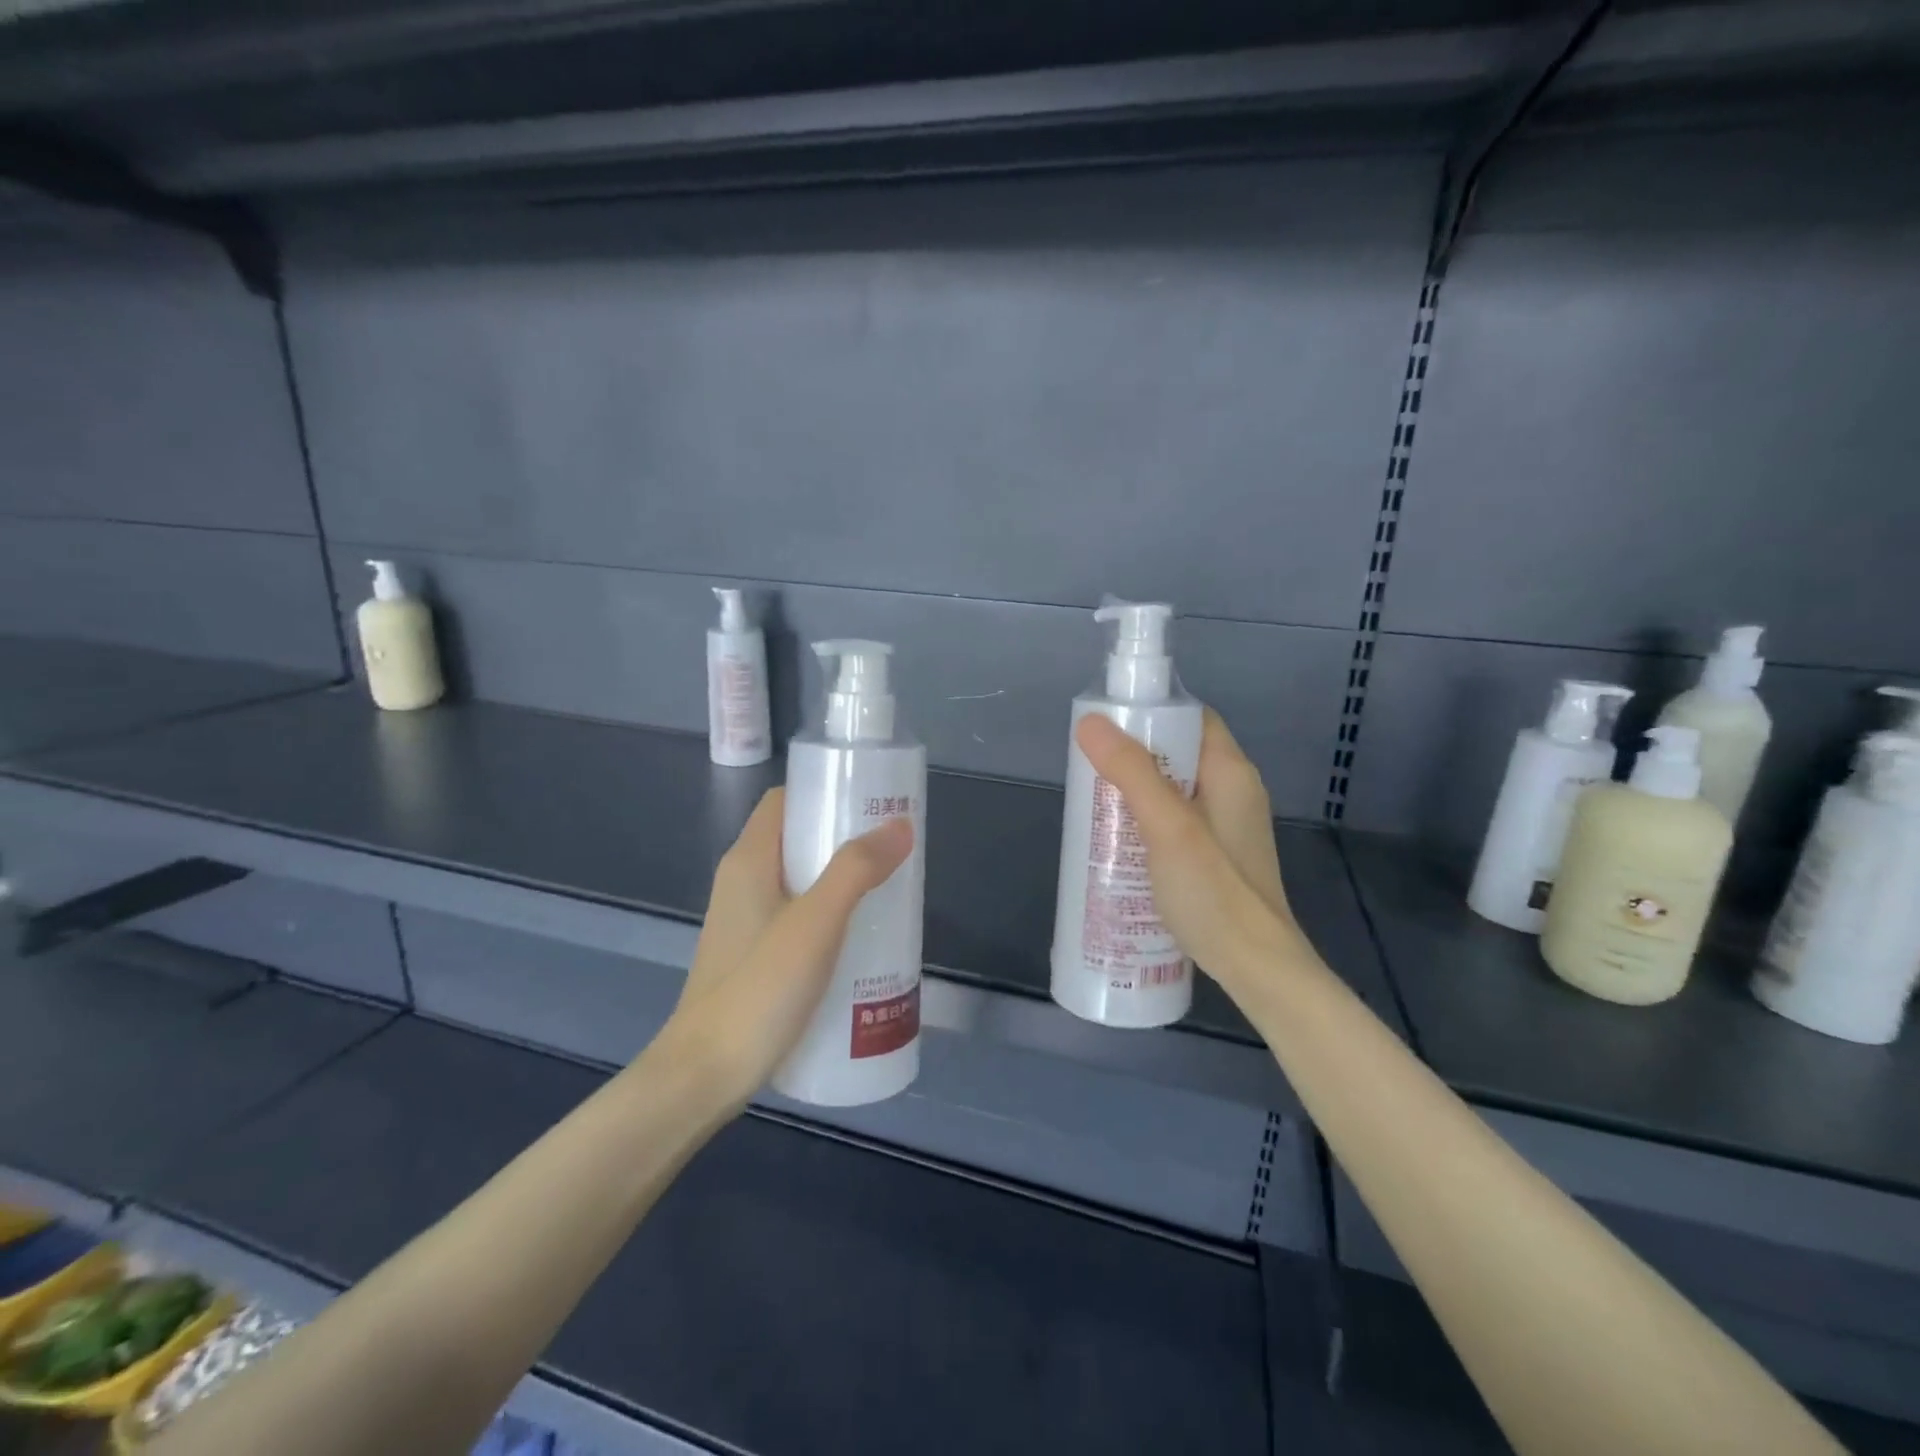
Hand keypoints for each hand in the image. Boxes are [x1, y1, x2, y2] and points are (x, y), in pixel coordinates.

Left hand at [660, 788, 913, 1108]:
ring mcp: (746, 922)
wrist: (702, 1077)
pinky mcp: (755, 957)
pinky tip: (862, 941)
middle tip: (894, 851)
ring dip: (842, 880)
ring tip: (889, 892)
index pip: (784, 800)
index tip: (873, 801)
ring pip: (801, 881)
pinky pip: (798, 917)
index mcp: (749, 861)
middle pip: (798, 839)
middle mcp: (743, 882)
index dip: (826, 791)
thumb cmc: (758, 990)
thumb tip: (899, 824)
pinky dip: (831, 916)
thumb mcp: (815, 924)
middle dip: (846, 839)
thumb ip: (856, 871)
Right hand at [1075, 709, 1312, 996]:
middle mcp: (1233, 792)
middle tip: (1090, 771)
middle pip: (1178, 754)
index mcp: (1231, 773)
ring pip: (1173, 790)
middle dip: (1133, 757)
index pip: (1192, 719)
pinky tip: (1120, 843)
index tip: (1106, 727)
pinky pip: (1175, 821)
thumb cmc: (1215, 894)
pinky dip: (1146, 821)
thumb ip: (1132, 773)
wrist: (1258, 970)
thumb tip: (1090, 722)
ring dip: (1135, 792)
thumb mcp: (1168, 827)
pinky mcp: (1216, 857)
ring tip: (1095, 805)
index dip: (1151, 714)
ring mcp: (1226, 827)